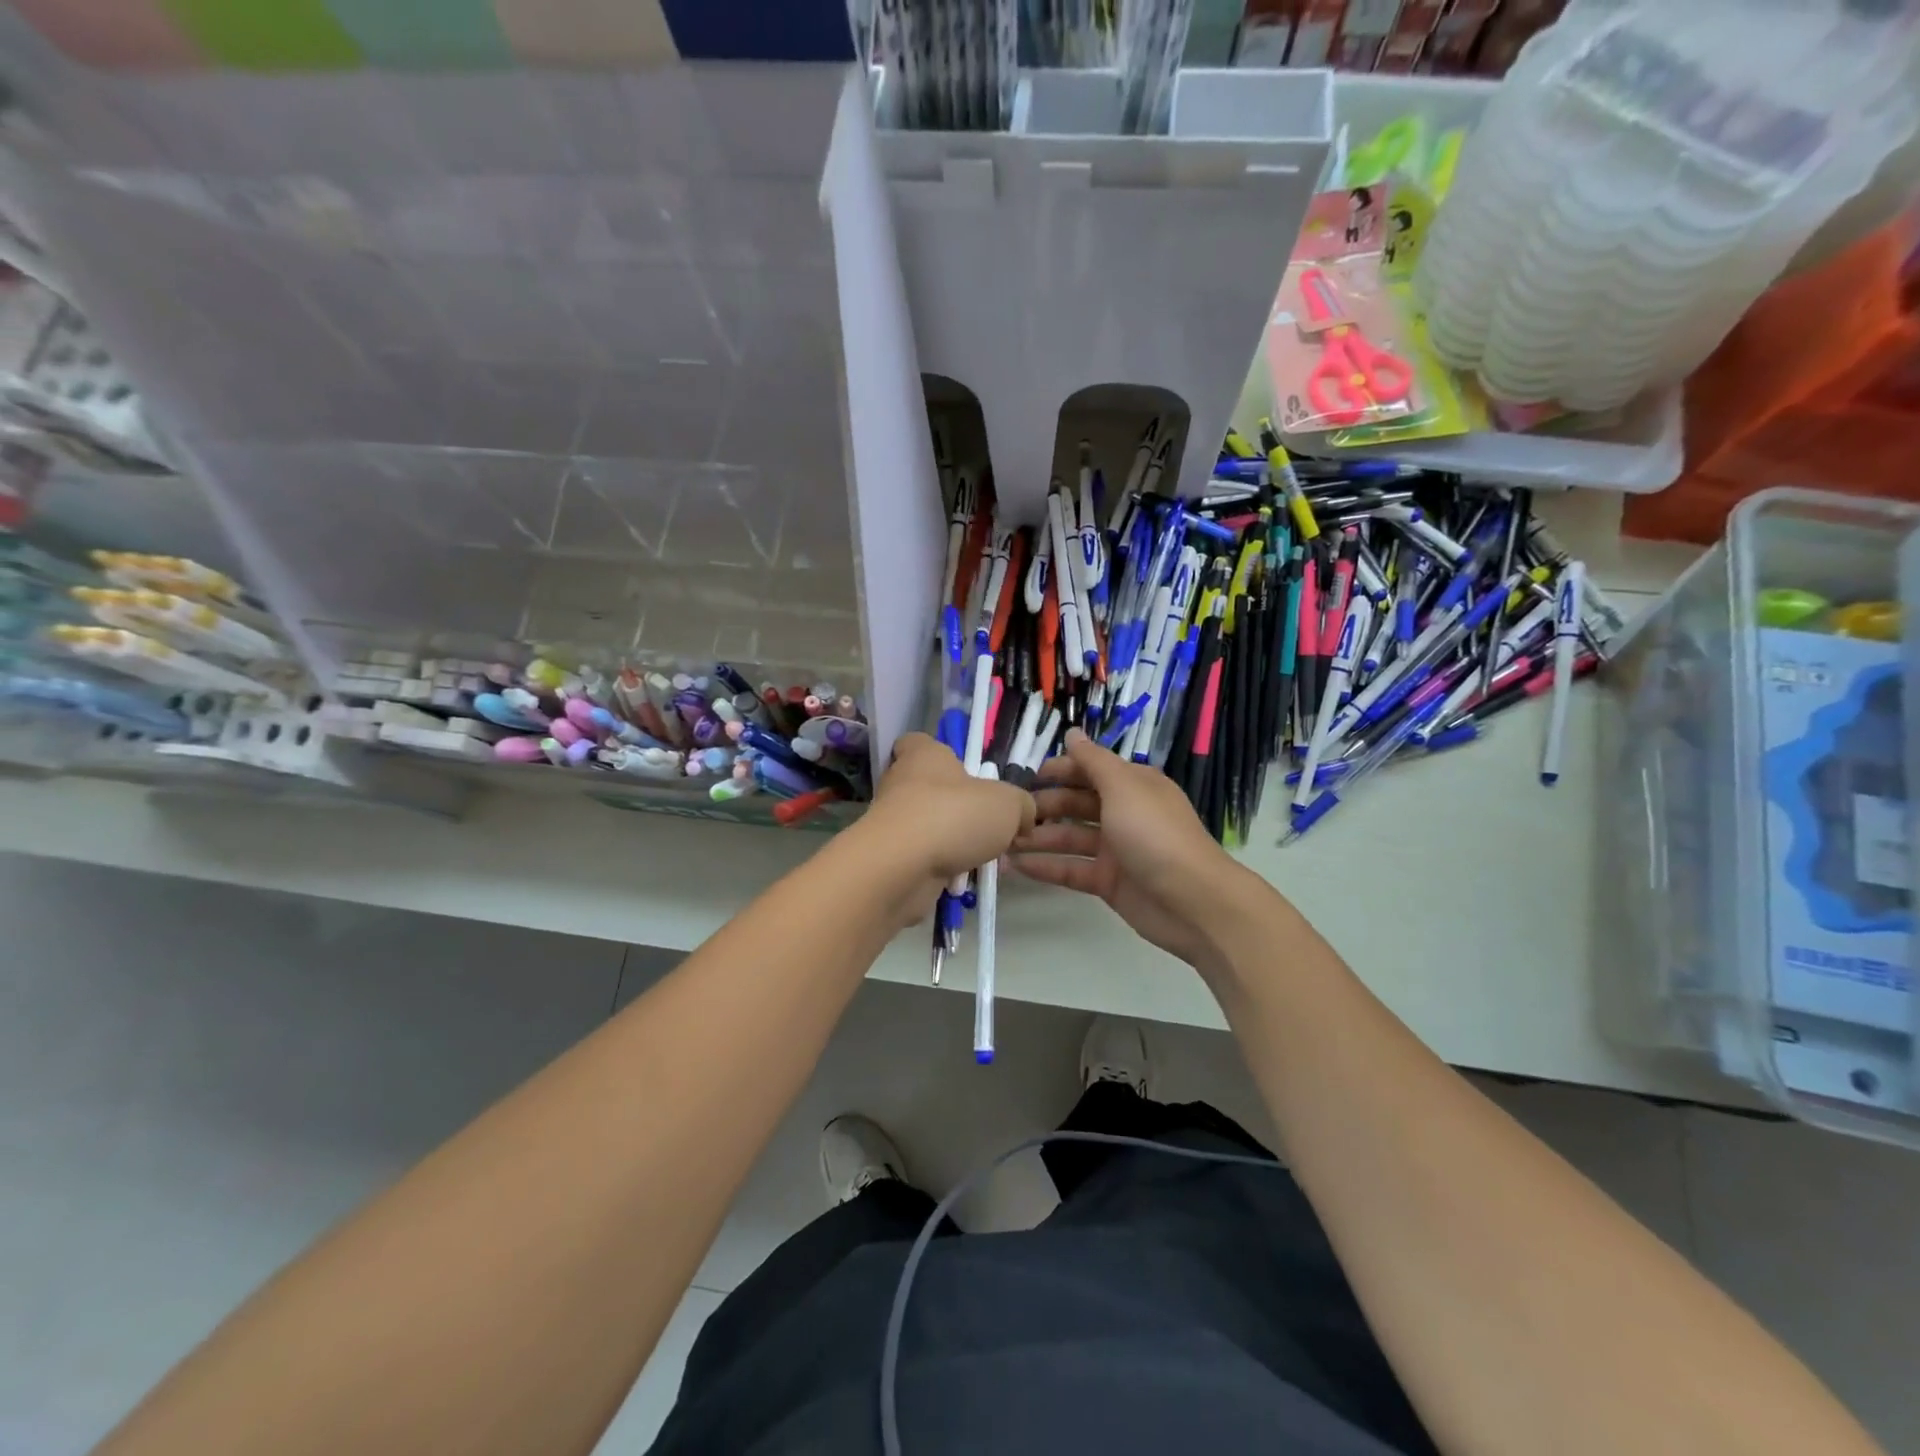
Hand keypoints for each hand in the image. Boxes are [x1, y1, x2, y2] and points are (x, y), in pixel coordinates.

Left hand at [852, 733, 1035, 924]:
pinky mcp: (889, 857)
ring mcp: (891, 822)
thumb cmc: (954, 816)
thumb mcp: (1008, 804)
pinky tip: (964, 880)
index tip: (965, 771)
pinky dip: (942, 869)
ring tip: (984, 859)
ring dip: (954, 842)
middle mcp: (901, 782)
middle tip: (990, 825)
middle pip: (931, 788)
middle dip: (959, 807)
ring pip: (930, 827)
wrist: (901, 868)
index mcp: (923, 755)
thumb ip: (1021, 805)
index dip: (940, 753)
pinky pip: (923, 858)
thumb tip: (1023, 817)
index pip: (919, 742)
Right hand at [1013, 729, 1254, 971]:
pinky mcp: (1108, 882)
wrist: (1192, 901)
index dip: (1061, 771)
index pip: (1090, 770)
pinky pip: (1070, 870)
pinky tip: (1015, 866)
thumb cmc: (1155, 834)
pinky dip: (1045, 867)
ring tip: (1002, 842)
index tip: (1028, 776)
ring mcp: (1116, 850)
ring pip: (1069, 838)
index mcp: (1132, 786)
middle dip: (1044, 806)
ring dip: (1038, 838)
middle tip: (1011, 814)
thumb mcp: (1123, 787)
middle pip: (1076, 804)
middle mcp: (1124, 813)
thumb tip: (1072, 733)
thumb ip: (1093, 761)